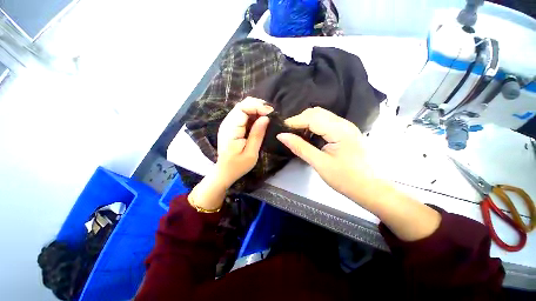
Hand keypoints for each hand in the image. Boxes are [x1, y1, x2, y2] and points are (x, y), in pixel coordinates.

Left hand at [215, 97, 272, 187]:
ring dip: (256, 109)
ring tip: (267, 115)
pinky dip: (252, 114)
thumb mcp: (251, 153)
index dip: (257, 106)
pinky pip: (242, 114)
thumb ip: (257, 134)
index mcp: (231, 129)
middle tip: (271, 113)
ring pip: (242, 107)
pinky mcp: (230, 126)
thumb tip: (266, 118)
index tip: (270, 113)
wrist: (225, 171)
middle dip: (258, 105)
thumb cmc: (238, 165)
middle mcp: (227, 123)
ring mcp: (228, 123)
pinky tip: (259, 119)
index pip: (243, 108)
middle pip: (242, 104)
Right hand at [277, 107, 440, 240]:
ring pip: (321, 116)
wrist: (369, 188)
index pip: (311, 118)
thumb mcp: (319, 163)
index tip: (281, 129)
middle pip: (316, 112)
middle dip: (299, 120)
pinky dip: (314, 126)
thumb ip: (300, 147)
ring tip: (296, 134)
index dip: (294, 121)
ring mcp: (346, 127)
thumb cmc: (345, 179)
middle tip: (288, 132)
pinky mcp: (345, 132)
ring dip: (306, 122)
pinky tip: (309, 136)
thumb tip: (281, 136)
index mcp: (339, 130)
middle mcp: (344, 123)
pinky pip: (326, 123)